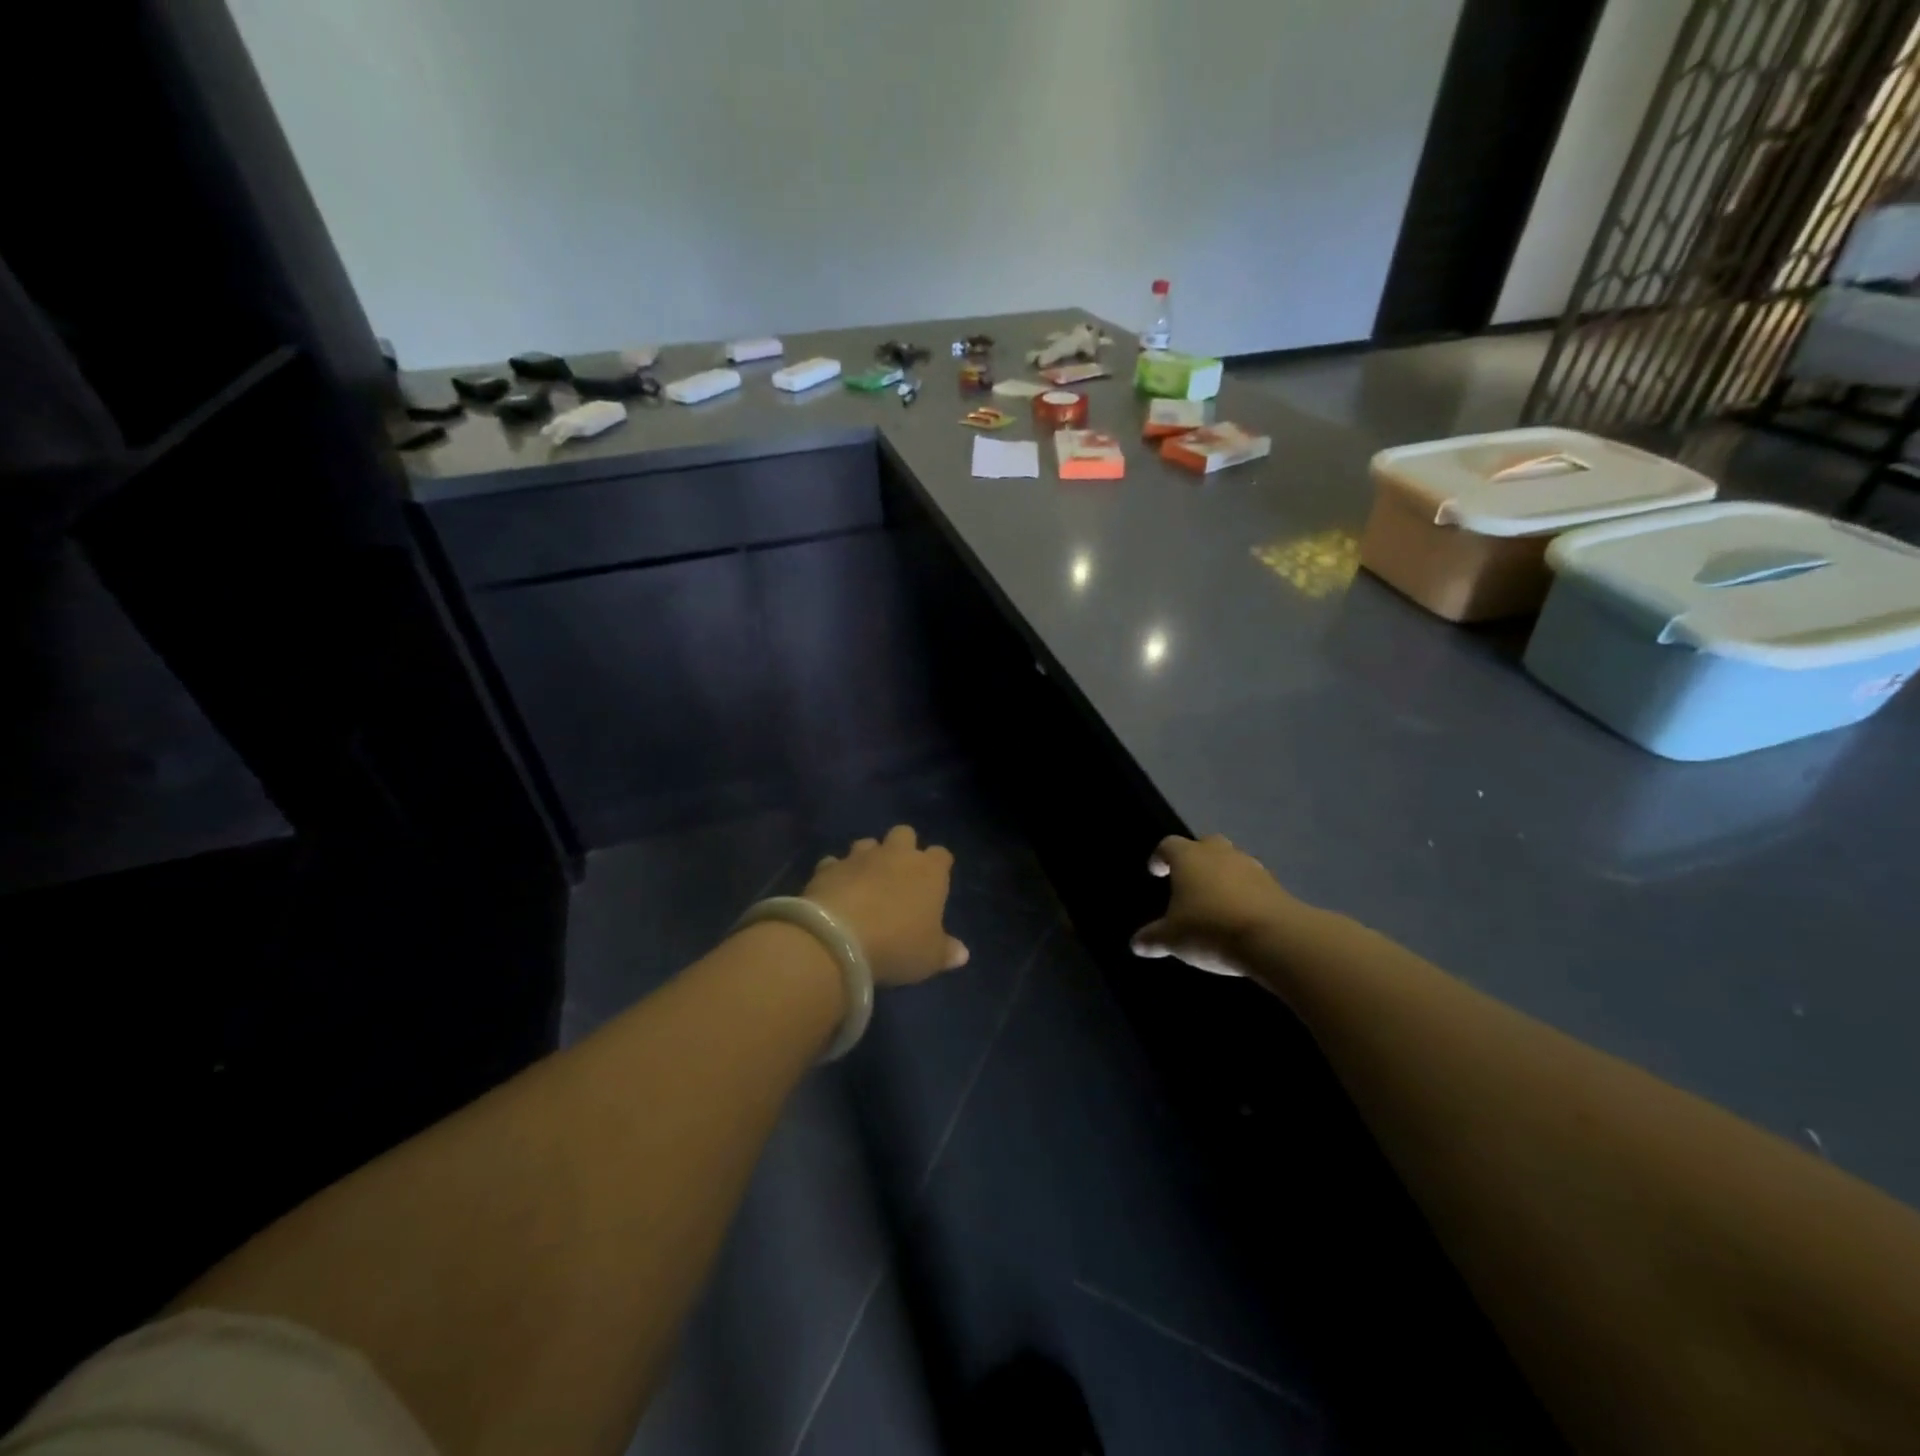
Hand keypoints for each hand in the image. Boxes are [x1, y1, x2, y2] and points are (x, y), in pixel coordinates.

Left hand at [804, 825, 969, 986]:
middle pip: (904, 834)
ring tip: (865, 881)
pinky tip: (834, 892)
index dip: (939, 866)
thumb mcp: (929, 957)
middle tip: (899, 875)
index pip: (941, 855)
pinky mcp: (828, 867)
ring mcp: (859, 857)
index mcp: (929, 871)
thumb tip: (962, 953)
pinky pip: (834, 863)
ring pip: (867, 843)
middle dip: (903, 848)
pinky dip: (836, 873)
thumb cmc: (897, 945)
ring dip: (868, 857)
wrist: (838, 940)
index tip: (935, 883)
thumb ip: (946, 951)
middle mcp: (896, 855)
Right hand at [1130, 834, 1302, 977]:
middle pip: (1205, 844)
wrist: (1274, 938)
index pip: (1168, 845)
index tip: (1156, 872)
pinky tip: (1240, 914)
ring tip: (1216, 900)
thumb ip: (1153, 938)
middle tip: (1189, 880)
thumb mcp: (1173, 939)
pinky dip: (1245, 892)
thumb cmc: (1210, 929)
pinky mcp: (1276, 885)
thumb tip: (1136, 944)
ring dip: (1223, 875)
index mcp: (1189, 858)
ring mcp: (1251, 867)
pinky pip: (1254, 882)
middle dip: (1196, 858)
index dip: (1160, 857)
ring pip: (1232, 861)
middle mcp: (1219, 854)